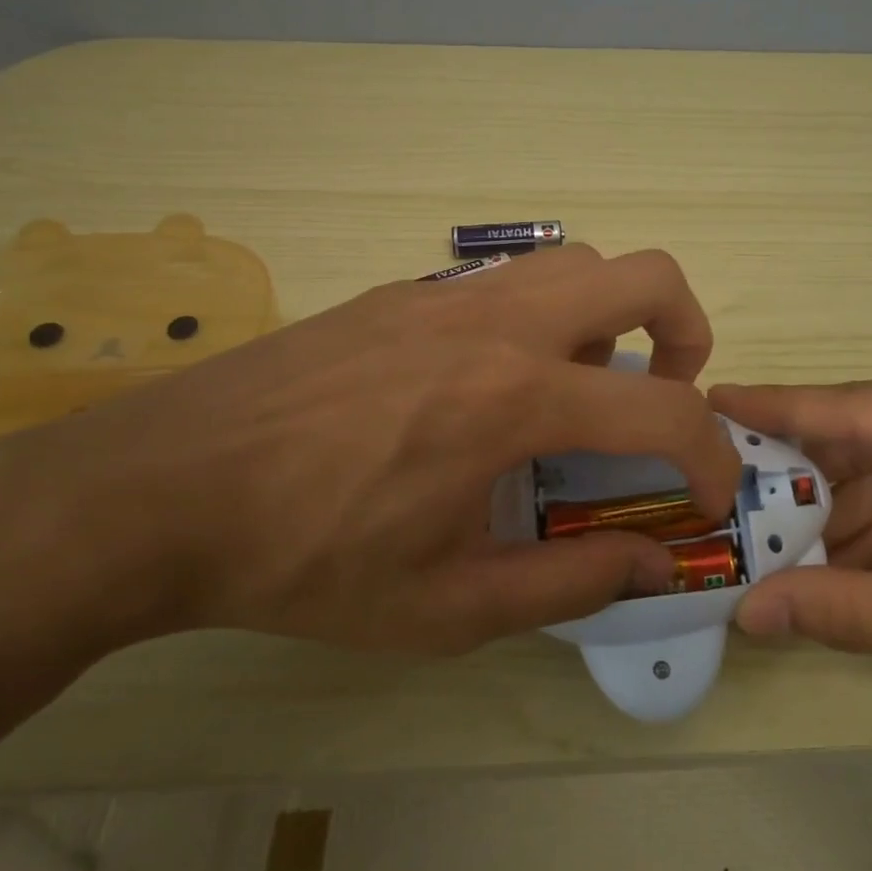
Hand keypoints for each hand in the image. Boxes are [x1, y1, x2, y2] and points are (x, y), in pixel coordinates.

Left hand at [0, 247, 740, 655]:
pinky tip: (494, 386)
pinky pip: (508, 283)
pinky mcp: (402, 293)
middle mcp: (496, 324)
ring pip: (575, 263)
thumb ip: (571, 583)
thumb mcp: (447, 607)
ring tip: (584, 388)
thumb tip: (656, 563)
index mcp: (515, 399)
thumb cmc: (306, 560)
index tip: (709, 495)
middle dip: (687, 330)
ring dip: (614, 316)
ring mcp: (445, 295)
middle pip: (644, 273)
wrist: (160, 489)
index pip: (663, 410)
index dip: (710, 456)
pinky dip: (545, 318)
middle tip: (666, 395)